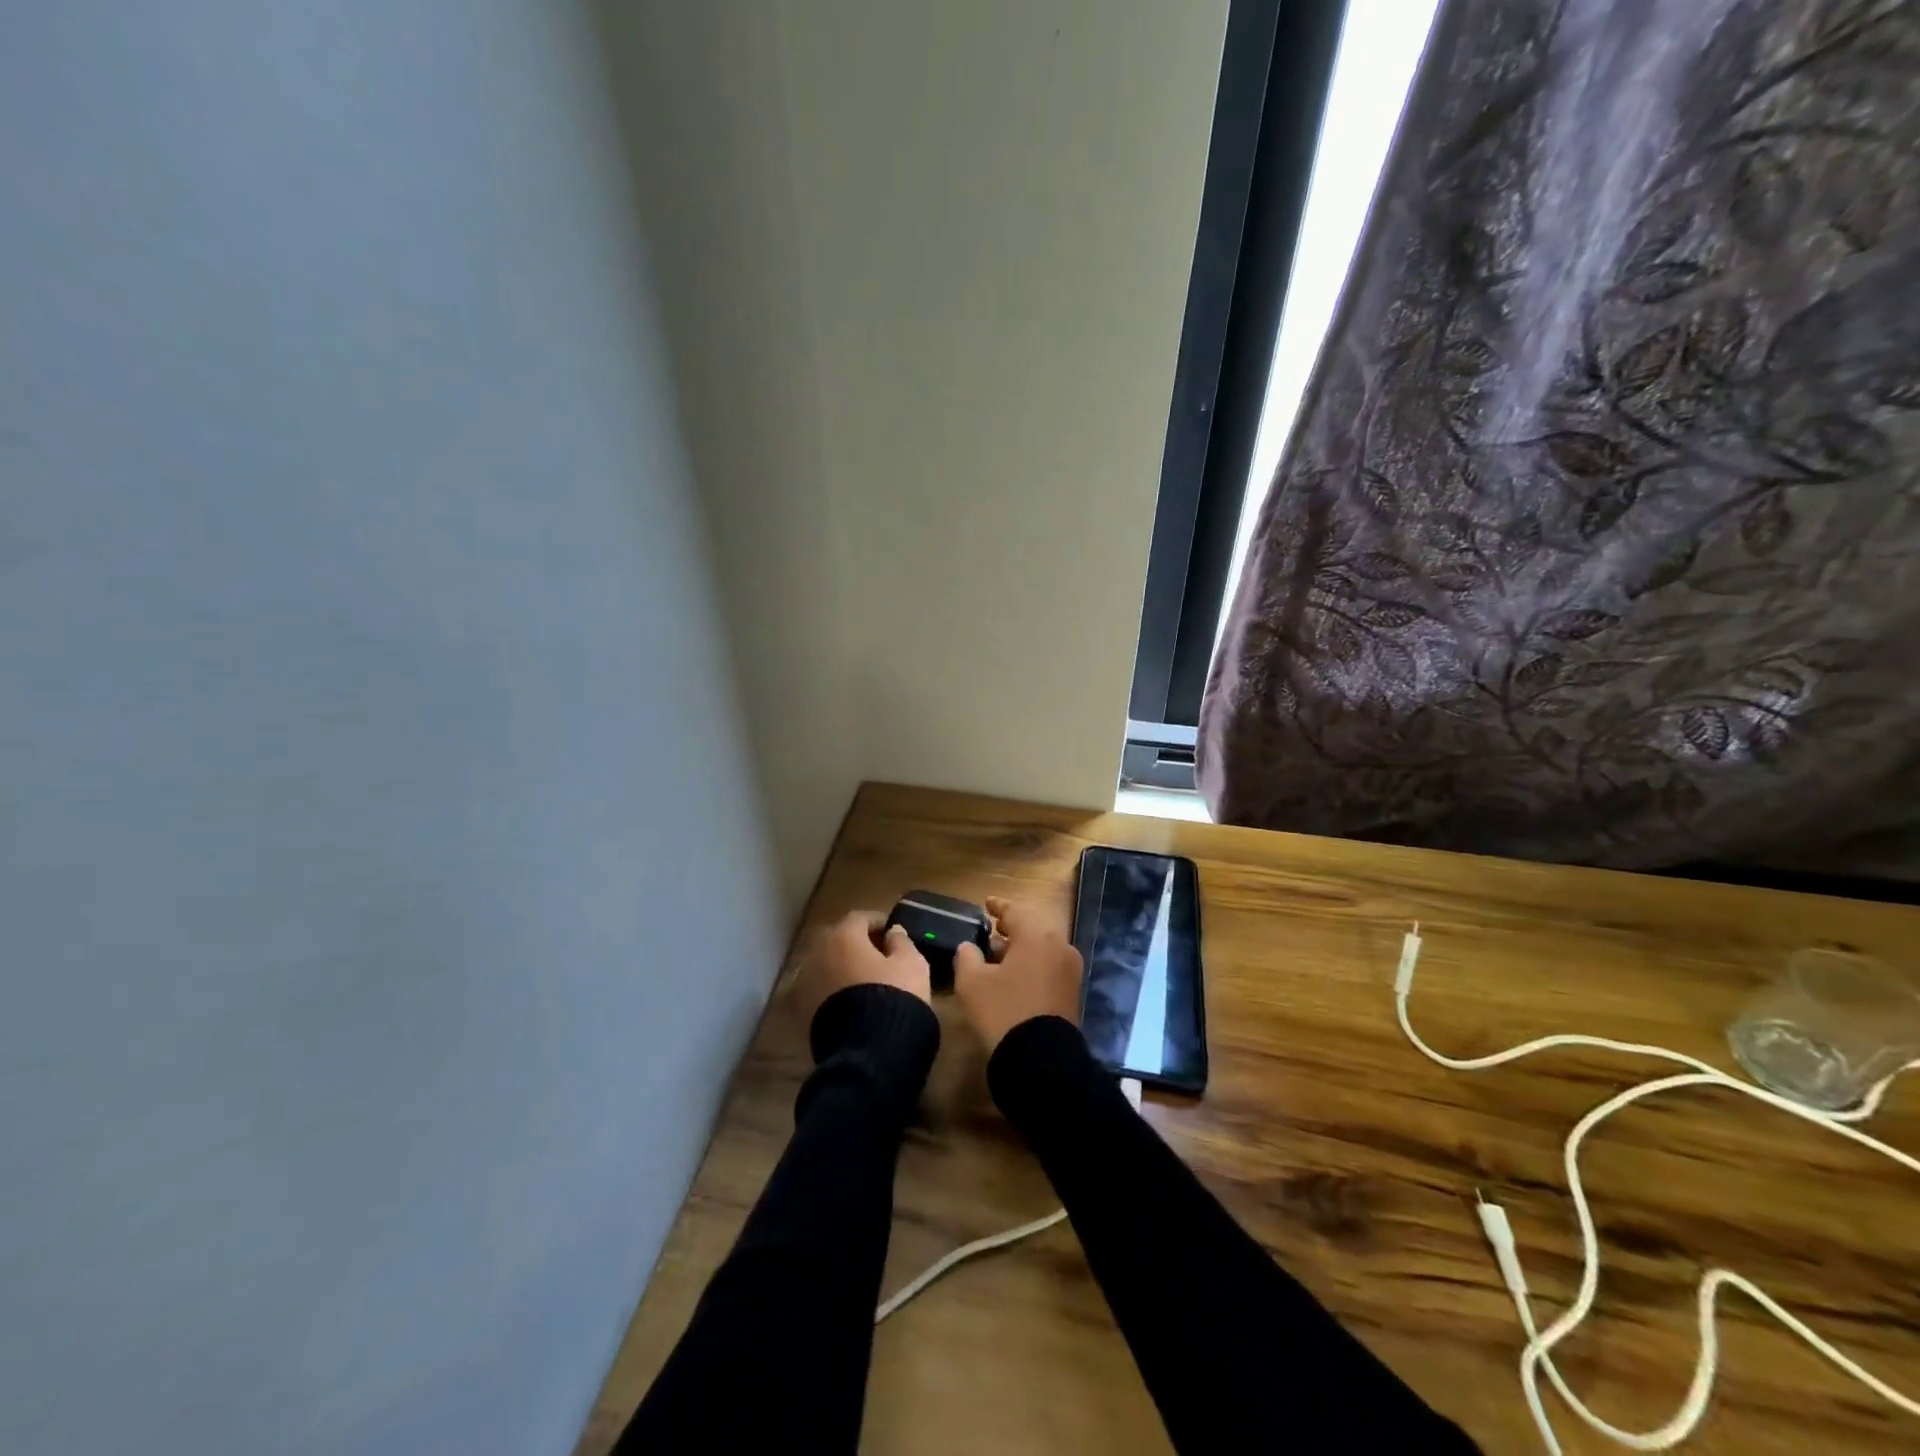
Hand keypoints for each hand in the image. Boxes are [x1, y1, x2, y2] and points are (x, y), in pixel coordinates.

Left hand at [794, 909, 931, 1026]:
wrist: (868, 1051)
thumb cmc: (894, 996)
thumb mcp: (911, 964)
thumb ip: (902, 942)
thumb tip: (893, 931)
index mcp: (844, 936)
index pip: (859, 918)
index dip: (877, 921)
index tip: (891, 931)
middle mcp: (819, 954)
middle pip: (839, 941)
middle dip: (858, 944)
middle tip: (880, 955)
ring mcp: (807, 983)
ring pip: (828, 966)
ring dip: (845, 968)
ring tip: (867, 980)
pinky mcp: (804, 1012)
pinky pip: (823, 990)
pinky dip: (836, 989)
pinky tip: (854, 1001)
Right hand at [954, 895, 1082, 1051]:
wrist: (1041, 1060)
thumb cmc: (1003, 1012)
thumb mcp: (972, 983)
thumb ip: (967, 956)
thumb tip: (969, 947)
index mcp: (1036, 935)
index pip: (1015, 911)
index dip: (998, 906)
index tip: (986, 904)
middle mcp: (1059, 945)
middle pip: (1033, 926)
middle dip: (1012, 927)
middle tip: (993, 928)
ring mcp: (1069, 969)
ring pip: (1043, 947)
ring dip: (1022, 946)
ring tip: (998, 953)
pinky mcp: (1072, 991)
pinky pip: (1049, 964)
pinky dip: (1032, 962)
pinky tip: (1014, 974)